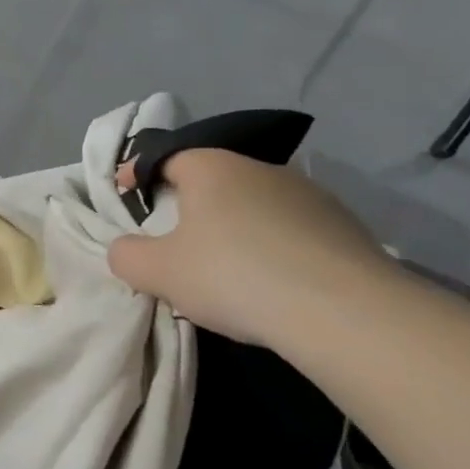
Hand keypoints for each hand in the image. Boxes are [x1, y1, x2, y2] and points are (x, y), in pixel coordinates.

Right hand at [107, 149, 394, 349]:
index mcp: (212, 168)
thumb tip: (126, 248)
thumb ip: (127, 255)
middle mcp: (261, 168)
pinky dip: (273, 247)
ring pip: (254, 204)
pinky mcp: (345, 226)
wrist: (344, 311)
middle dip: (189, 205)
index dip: (139, 173)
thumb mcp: (158, 272)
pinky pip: (291, 230)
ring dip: (235, 227)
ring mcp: (310, 194)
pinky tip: (273, 282)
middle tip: (174, 242)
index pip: (165, 157)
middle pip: (211, 180)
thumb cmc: (234, 276)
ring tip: (228, 268)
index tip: (124, 194)